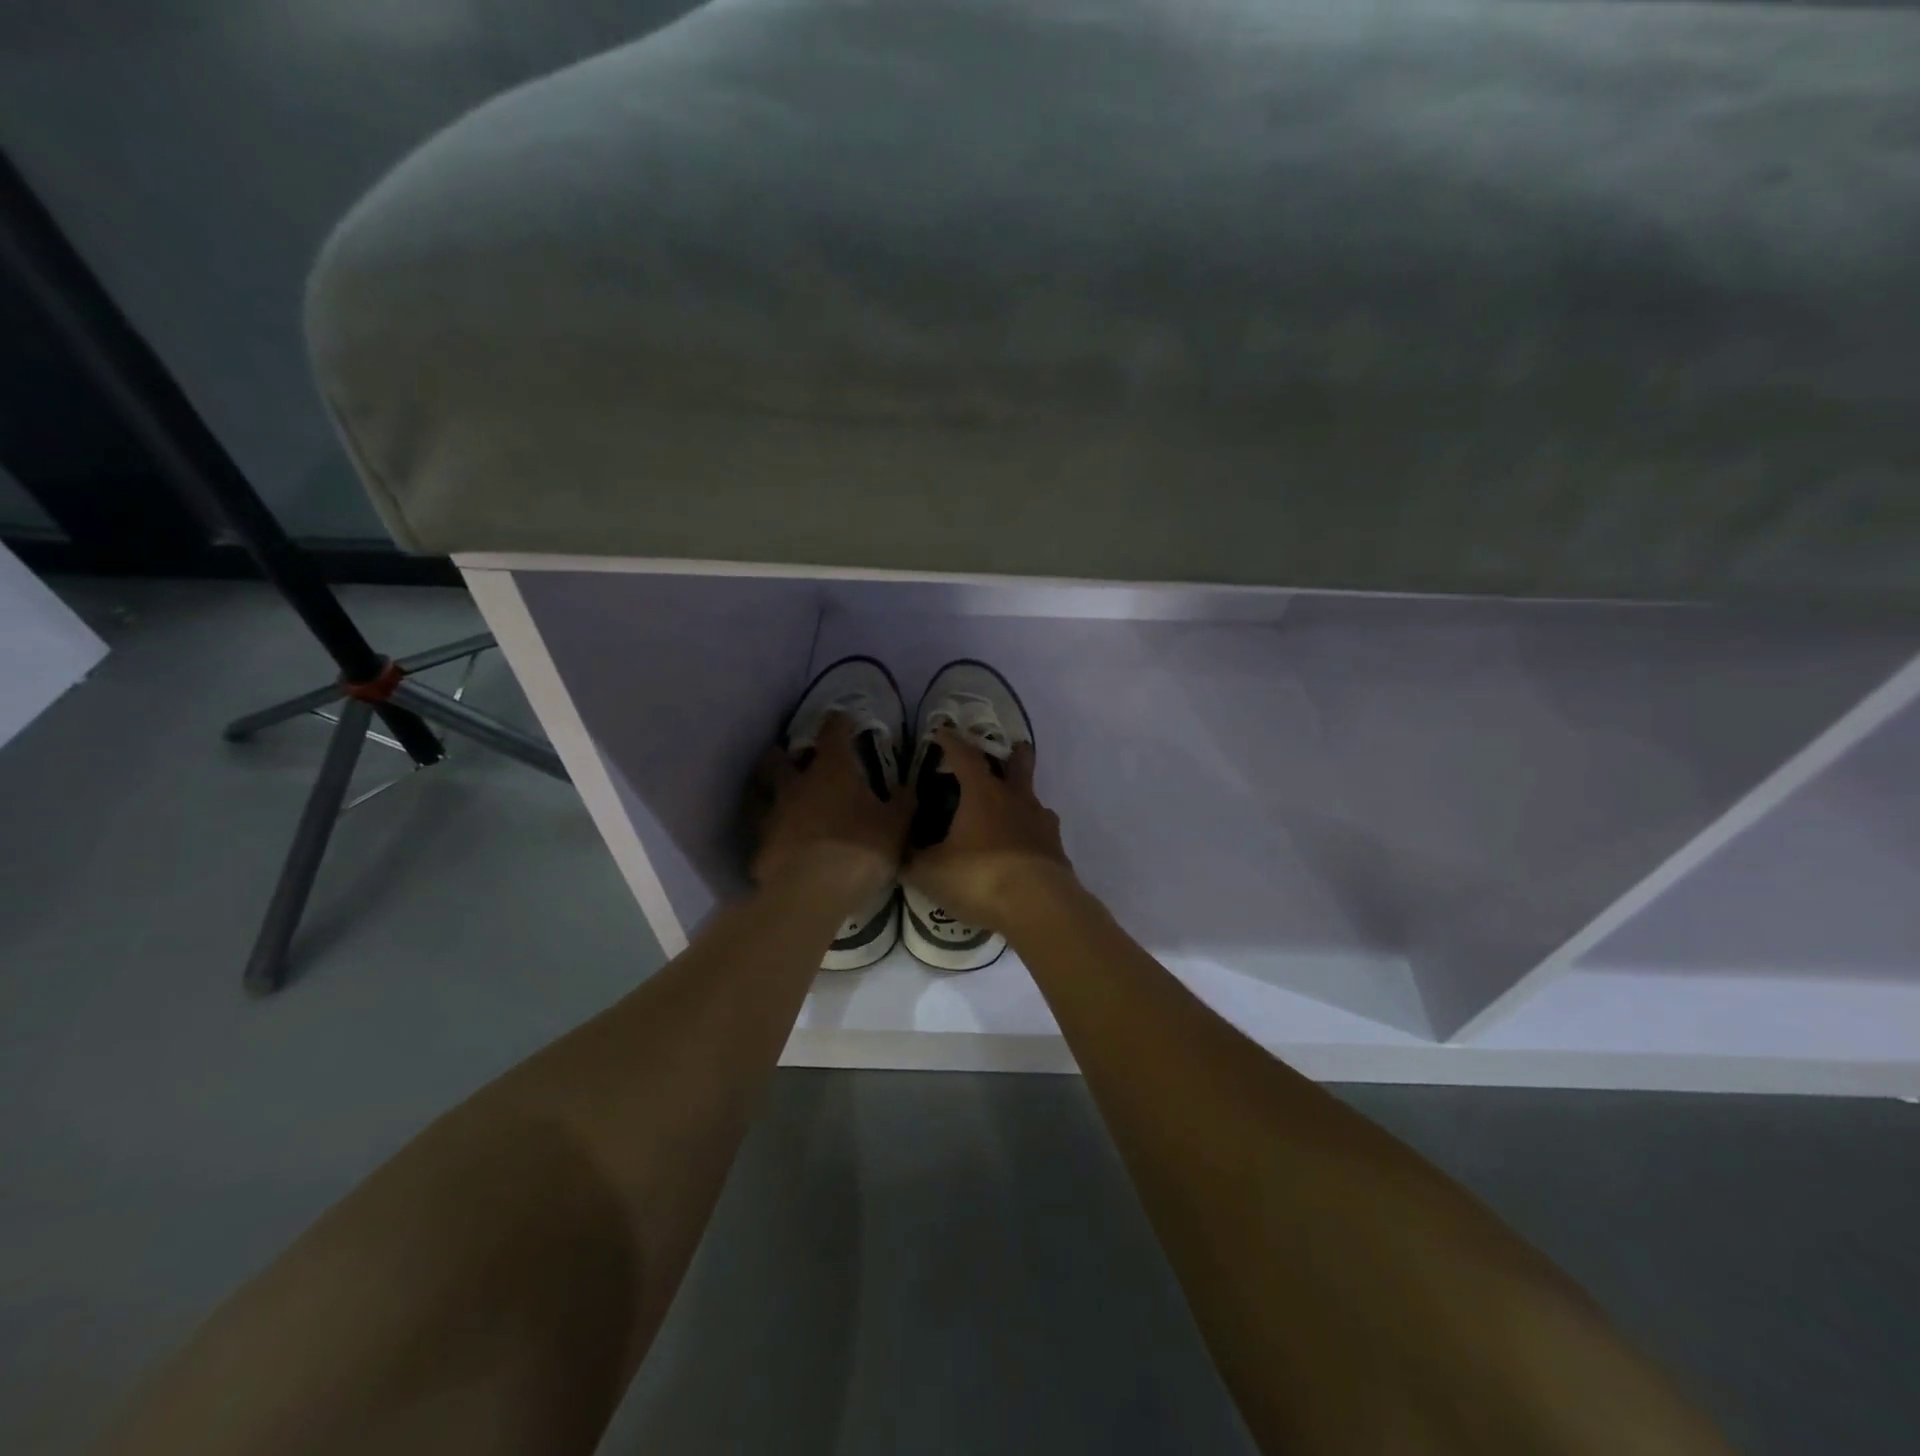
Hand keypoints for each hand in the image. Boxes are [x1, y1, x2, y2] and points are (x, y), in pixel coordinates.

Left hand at [750, 713, 912, 914]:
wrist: (812, 893)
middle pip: (780, 759)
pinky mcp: (760, 848)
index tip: (843, 718)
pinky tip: (780, 844)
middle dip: (785, 755)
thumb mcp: (895, 826)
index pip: (833, 733)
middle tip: (795, 759)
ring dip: (771, 792)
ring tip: (782, 800)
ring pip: (763, 794)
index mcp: (831, 771)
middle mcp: (796, 785)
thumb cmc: (860, 849)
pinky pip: (764, 834)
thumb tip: (907, 788)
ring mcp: (773, 816)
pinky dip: (772, 834)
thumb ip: (902, 803)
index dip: (838, 723)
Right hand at [903, 729, 1075, 930]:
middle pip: (1019, 766)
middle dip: (1014, 755)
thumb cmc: (980, 878)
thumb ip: (911, 859)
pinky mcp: (1056, 850)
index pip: (965, 756)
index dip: (951, 742)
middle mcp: (1016, 800)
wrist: (1039, 907)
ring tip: (1014, 806)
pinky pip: (1043, 832)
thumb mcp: (930, 872)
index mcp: (982, 794)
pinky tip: (1026, 845)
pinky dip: (1032, 832)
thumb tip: (898, 850)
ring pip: (1034, 800)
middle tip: (1012, 748)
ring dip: (1024, 797)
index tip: (942, 731)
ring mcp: (1041, 824)